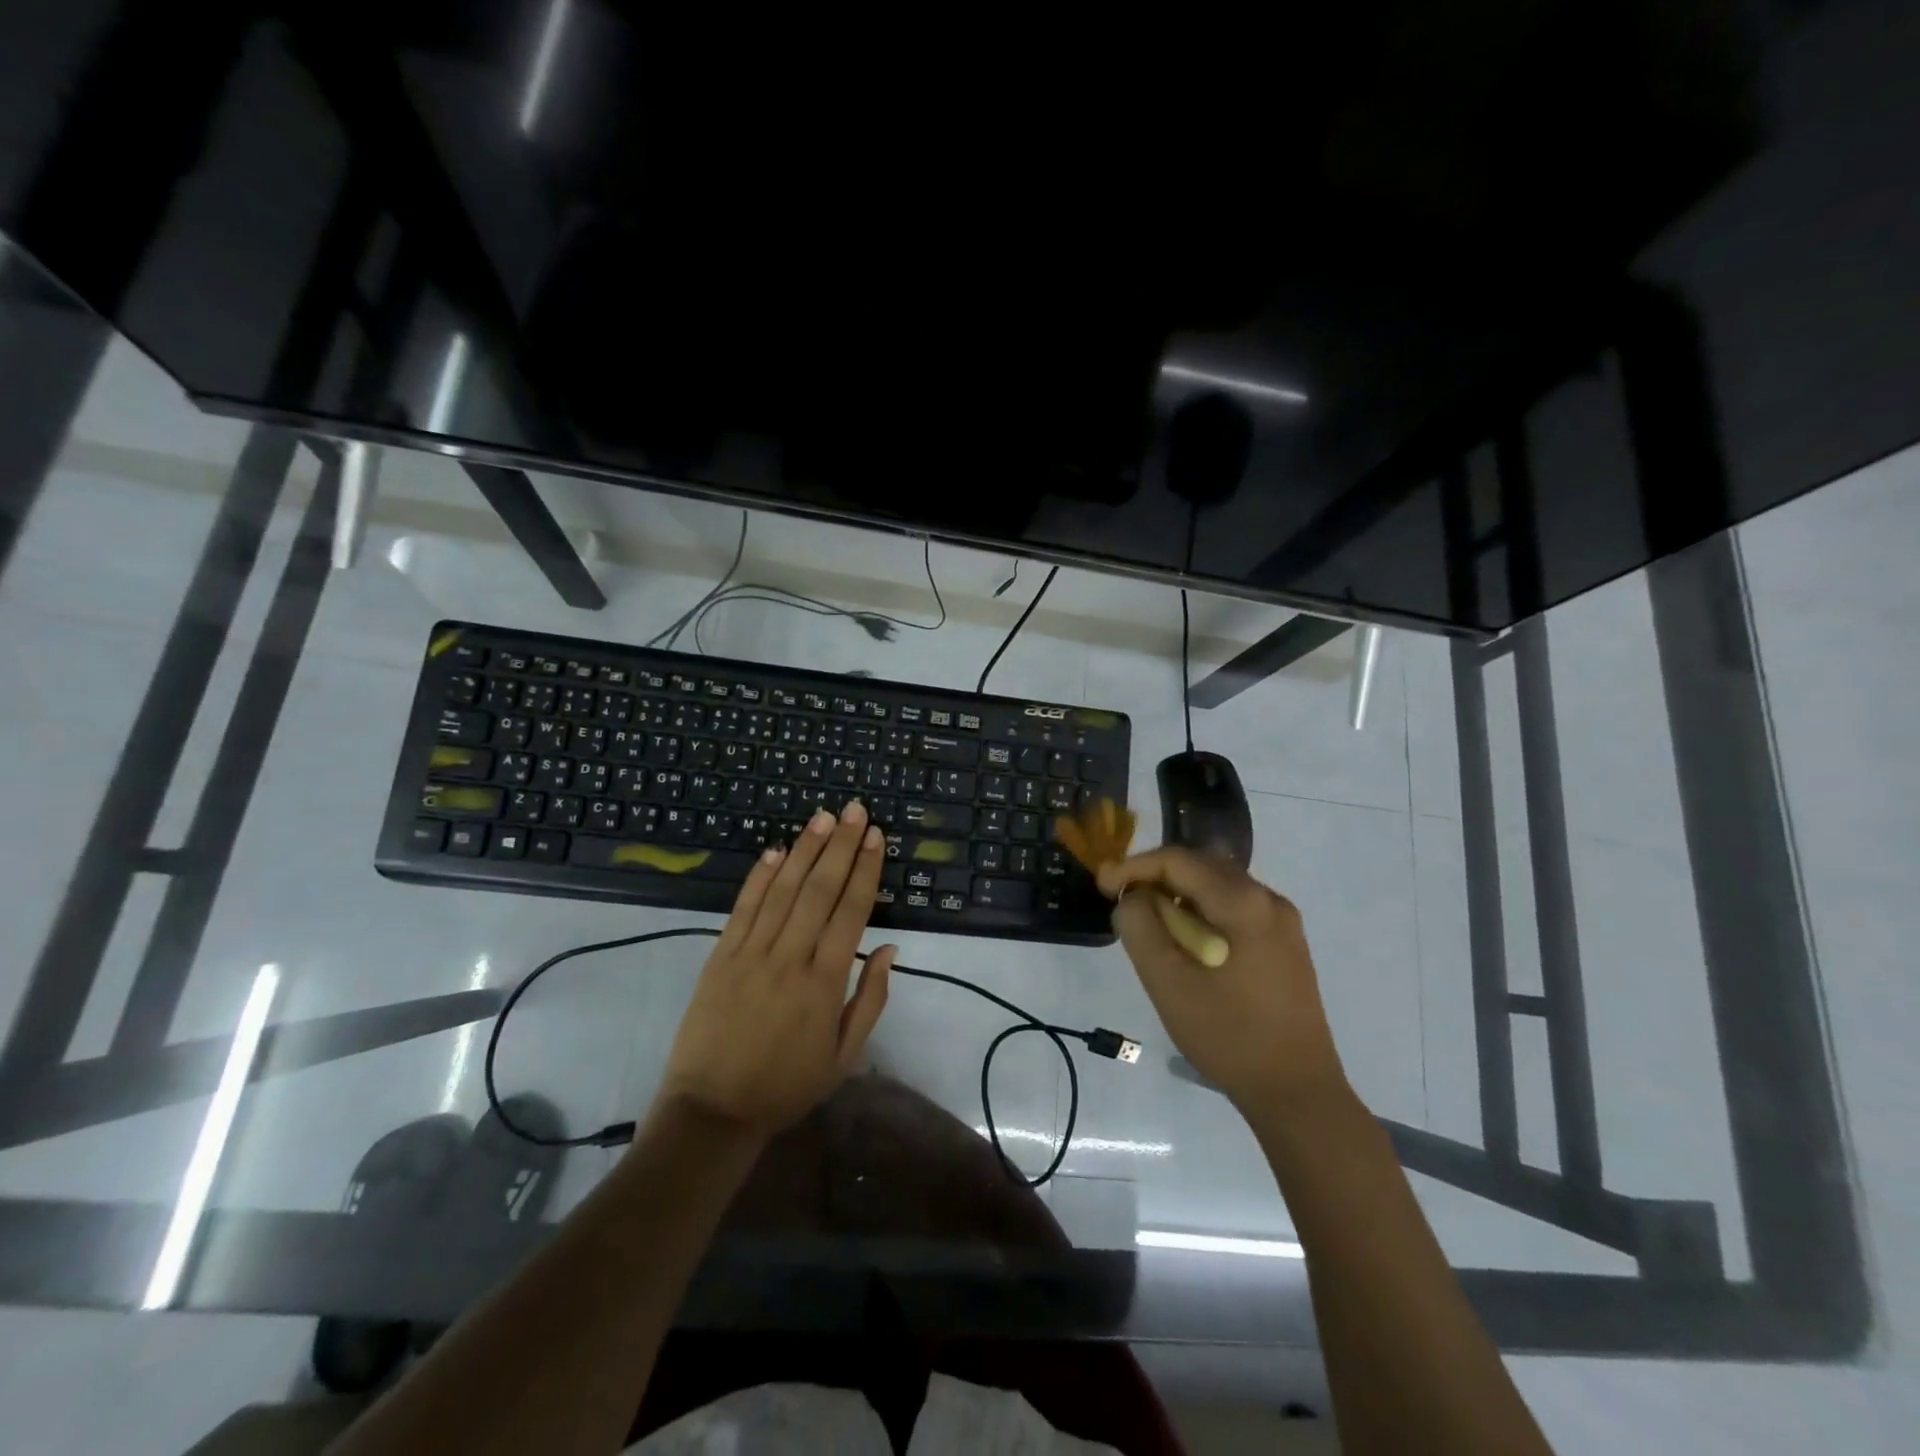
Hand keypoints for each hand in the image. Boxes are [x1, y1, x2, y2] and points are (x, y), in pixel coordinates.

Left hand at [659, 802, 894, 1138]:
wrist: (712, 1112)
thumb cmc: (787, 1086)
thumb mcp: (844, 1056)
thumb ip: (871, 1000)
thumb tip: (891, 950)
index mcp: (824, 983)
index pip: (850, 912)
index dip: (865, 870)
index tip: (876, 837)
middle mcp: (789, 958)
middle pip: (819, 890)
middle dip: (840, 846)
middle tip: (855, 811)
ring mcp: (750, 954)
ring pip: (782, 890)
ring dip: (804, 850)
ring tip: (823, 818)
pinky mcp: (719, 956)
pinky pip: (743, 908)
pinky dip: (759, 878)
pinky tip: (775, 851)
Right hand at [1098, 848, 1346, 1115]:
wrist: (1297, 1092)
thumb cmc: (1229, 1036)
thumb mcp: (1168, 983)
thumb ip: (1141, 929)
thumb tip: (1132, 898)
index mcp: (1244, 902)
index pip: (1178, 860)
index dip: (1133, 867)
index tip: (1102, 887)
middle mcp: (1269, 899)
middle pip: (1201, 866)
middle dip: (1156, 877)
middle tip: (1123, 903)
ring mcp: (1283, 921)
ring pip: (1218, 886)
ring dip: (1178, 896)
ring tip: (1150, 926)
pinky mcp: (1286, 944)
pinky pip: (1234, 908)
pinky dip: (1202, 913)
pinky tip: (1187, 943)